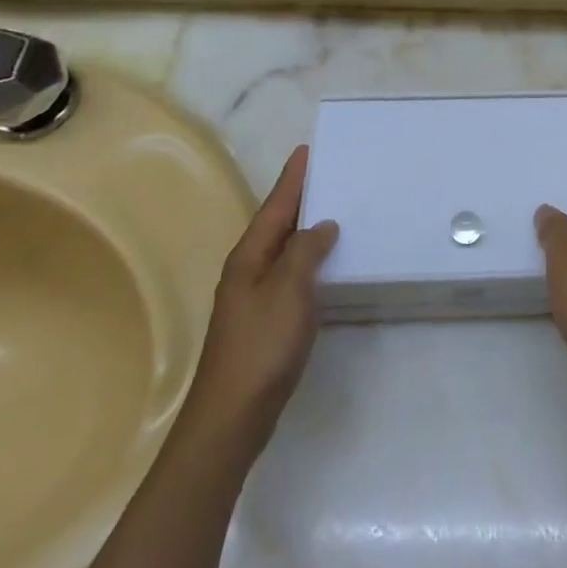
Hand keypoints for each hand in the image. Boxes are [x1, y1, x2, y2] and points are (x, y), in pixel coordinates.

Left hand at [186, 145, 337, 453]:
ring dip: (305, 229)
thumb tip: (323, 225)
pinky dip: (308, 260)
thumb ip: (306, 253)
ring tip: (333, 211)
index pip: (275, 207)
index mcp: (249, 258)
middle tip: (327, 175)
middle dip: (299, 199)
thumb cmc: (261, 347)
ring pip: (283, 250)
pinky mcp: (265, 320)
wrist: (232, 416)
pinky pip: (290, 274)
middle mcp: (248, 271)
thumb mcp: (288, 291)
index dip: (292, 180)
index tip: (306, 151)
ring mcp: (254, 298)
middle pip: (276, 225)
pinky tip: (325, 265)